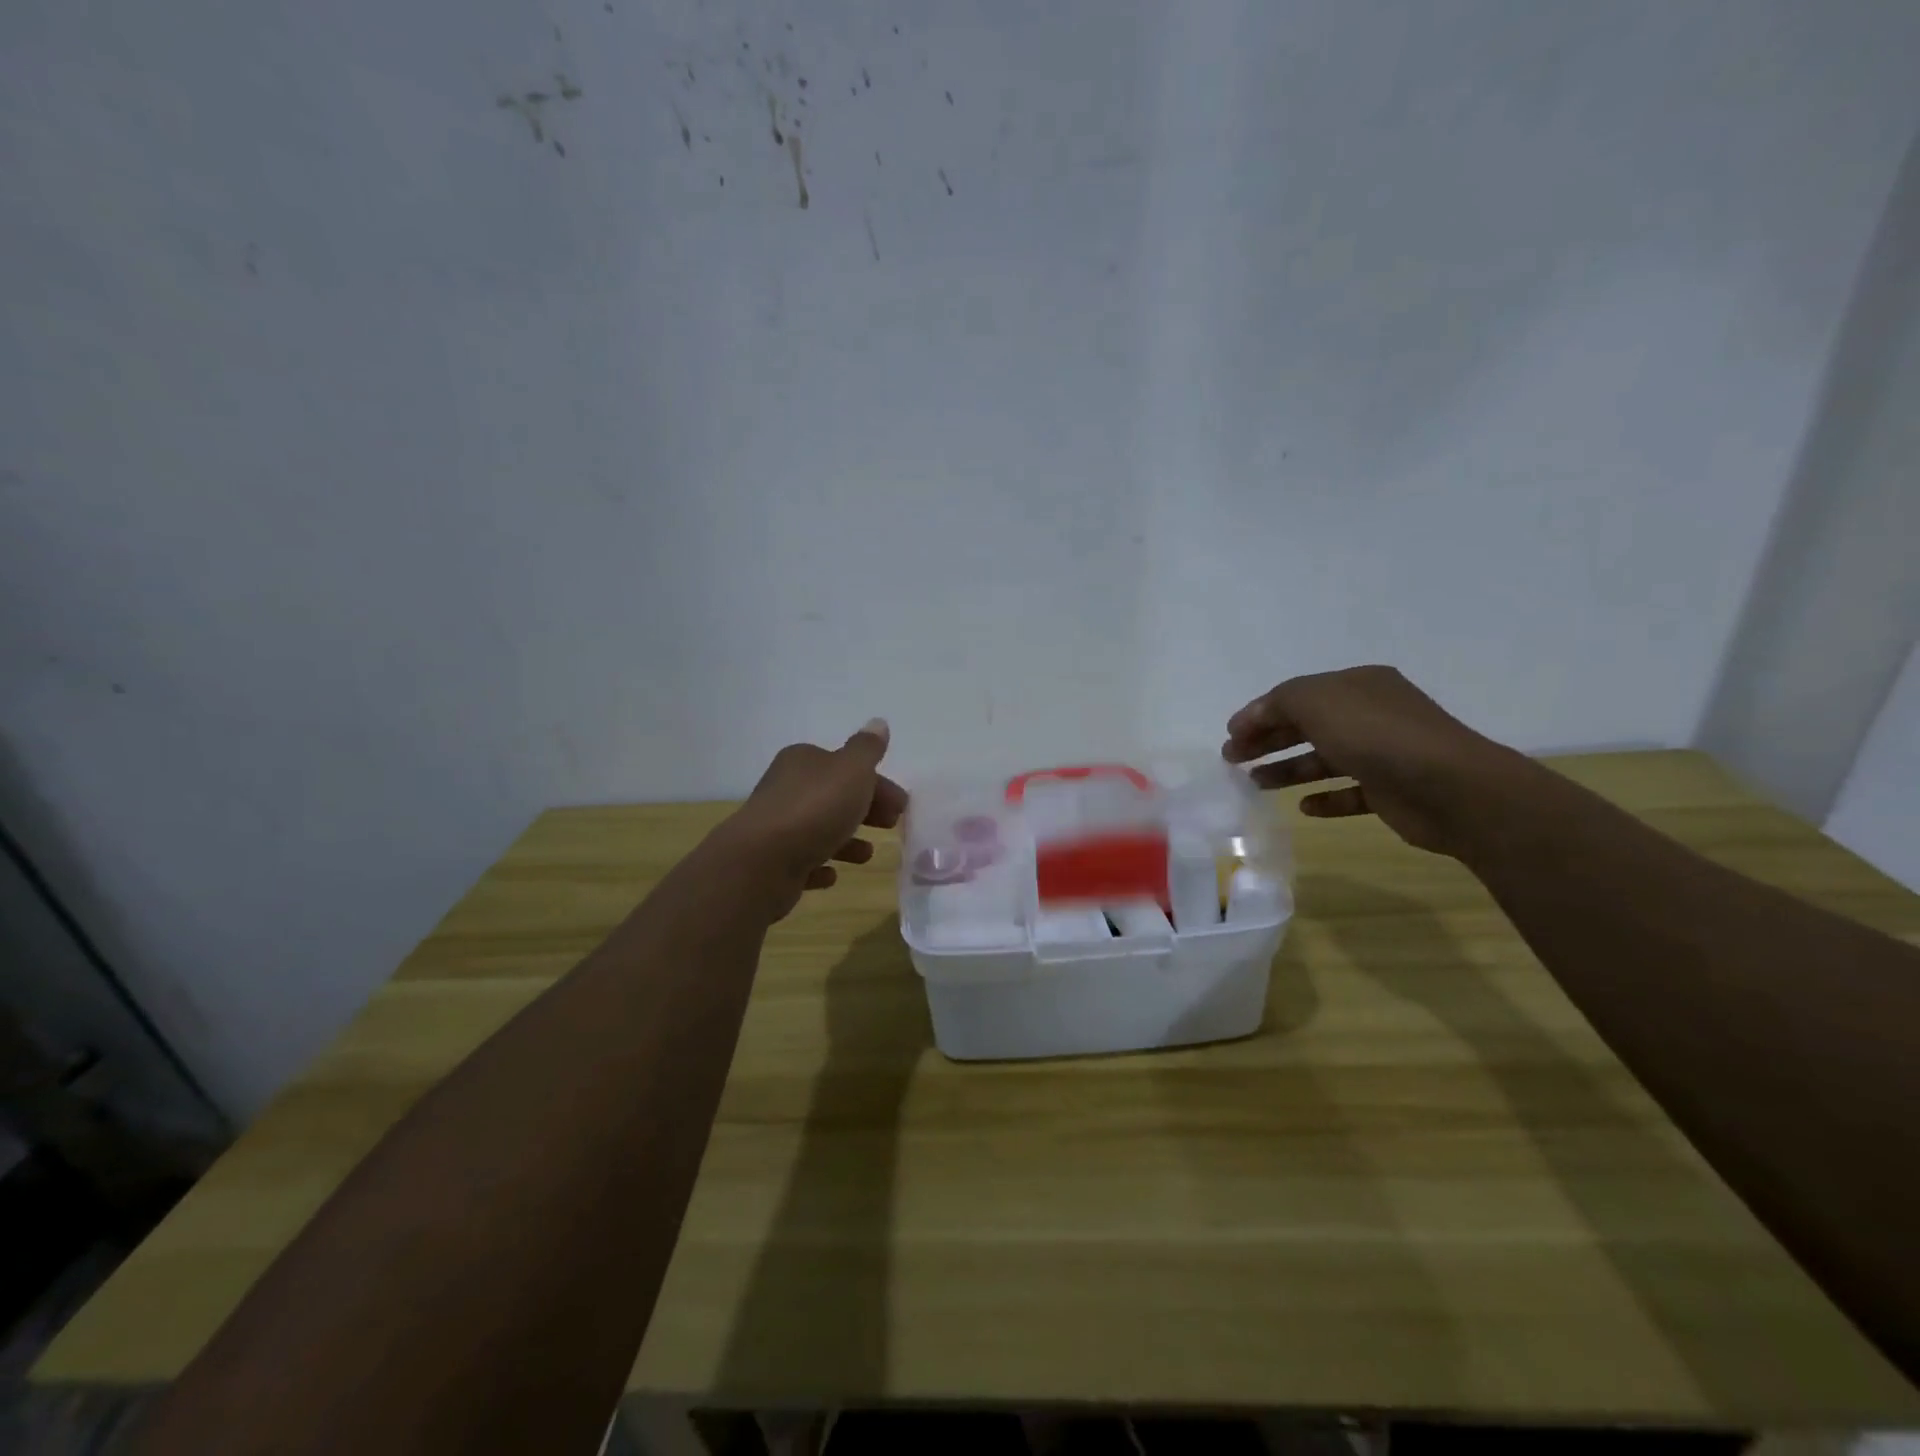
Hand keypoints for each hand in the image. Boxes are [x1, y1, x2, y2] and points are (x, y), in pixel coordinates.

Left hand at [717, 719, 907, 920]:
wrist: (762, 862)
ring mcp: (776, 826)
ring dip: (846, 839)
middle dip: (866, 808)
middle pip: (834, 796)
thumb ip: (867, 749)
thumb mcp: (851, 770)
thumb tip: (878, 723)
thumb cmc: (815, 809)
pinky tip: (832, 875)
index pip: (846, 766)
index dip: (876, 782)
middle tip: (892, 825)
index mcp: (803, 761)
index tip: (901, 804)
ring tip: (867, 854)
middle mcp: (786, 788)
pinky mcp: (771, 862)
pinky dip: (819, 864)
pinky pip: (802, 860)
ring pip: (819, 828)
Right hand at [1222, 666, 1520, 856]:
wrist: (1450, 787)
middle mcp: (1371, 714)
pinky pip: (1350, 793)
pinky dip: (1325, 798)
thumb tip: (1252, 718)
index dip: (1258, 714)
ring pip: (1324, 759)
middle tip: (1232, 760)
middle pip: (1306, 726)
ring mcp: (1383, 754)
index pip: (1296, 696)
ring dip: (1288, 770)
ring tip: (1257, 785)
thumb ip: (1279, 702)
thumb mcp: (1316, 701)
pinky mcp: (1391, 791)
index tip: (1229, 736)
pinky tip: (1304, 808)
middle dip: (1267, 741)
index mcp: (1356, 686)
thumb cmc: (1376, 735)